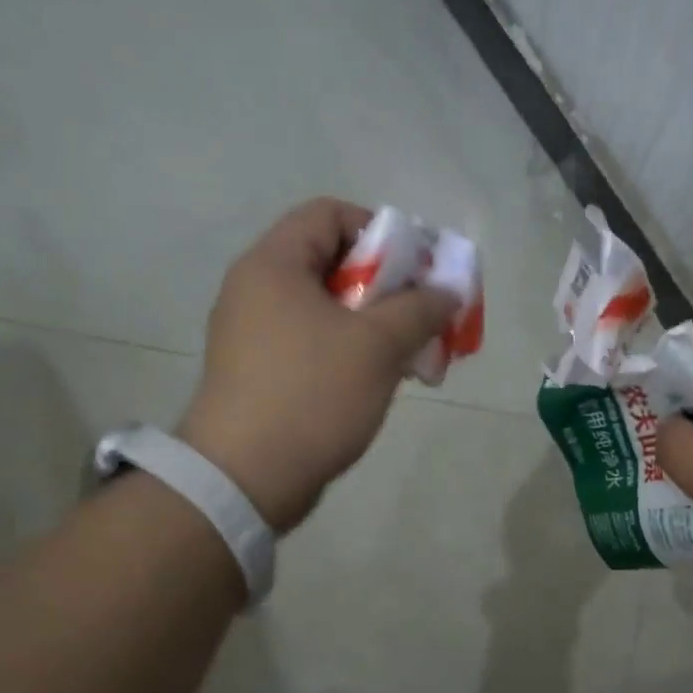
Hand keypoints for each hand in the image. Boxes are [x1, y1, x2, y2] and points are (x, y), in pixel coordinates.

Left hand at [178, 198, 456, 532]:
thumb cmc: (312, 395)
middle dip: (385, 286)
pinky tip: (375, 381)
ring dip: (372, 324)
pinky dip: (347, 351)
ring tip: (406, 354)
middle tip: (419, 317)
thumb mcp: (377, 346)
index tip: (414, 271)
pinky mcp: (257, 373)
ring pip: (324, 309)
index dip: (379, 232)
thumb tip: (446, 292)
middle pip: (329, 262)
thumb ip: (419, 309)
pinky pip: (311, 344)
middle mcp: (254, 290)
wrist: (246, 478)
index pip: (329, 214)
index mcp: (273, 265)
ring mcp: (251, 334)